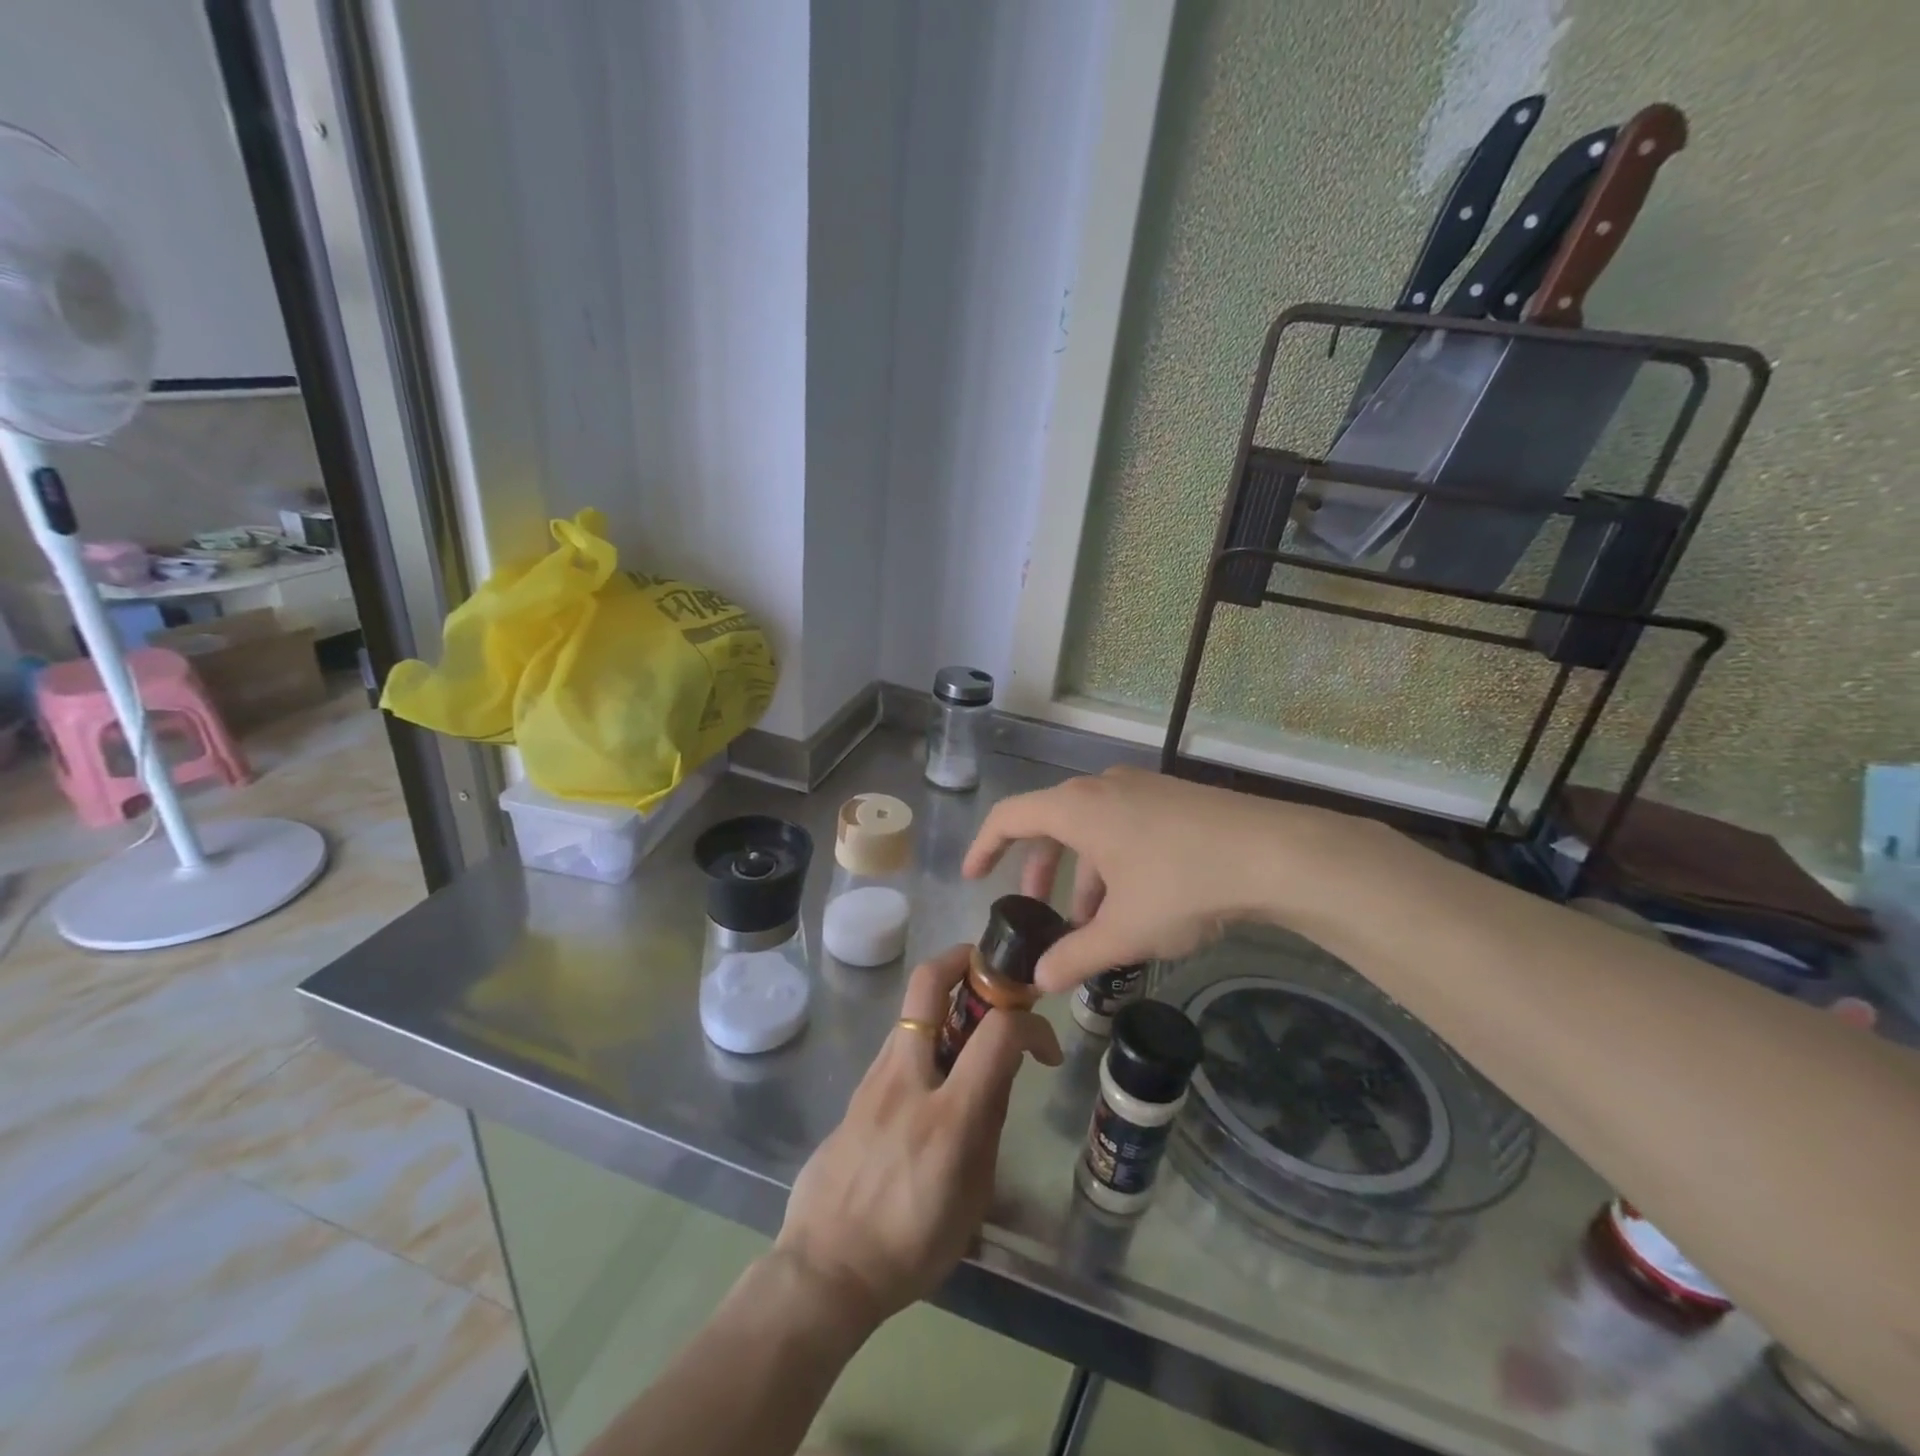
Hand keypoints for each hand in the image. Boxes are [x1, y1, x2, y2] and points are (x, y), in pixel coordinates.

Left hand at [773, 945, 1061, 1326]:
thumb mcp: (973, 1194)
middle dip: (964, 958)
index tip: (1045, 1047)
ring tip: (970, 1032)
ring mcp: (874, 1078)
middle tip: (990, 971)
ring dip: (945, 1002)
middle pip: (928, 983)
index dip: (1031, 1024)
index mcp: (948, 1115)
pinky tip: (935, 1076)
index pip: (998, 1033)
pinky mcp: (856, 1090)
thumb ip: (989, 1122)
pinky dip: (924, 1039)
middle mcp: (908, 1078)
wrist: (826, 1269)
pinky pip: (896, 1045)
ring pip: (910, 1010)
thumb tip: (1002, 1070)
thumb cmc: (912, 1246)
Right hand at [963, 766, 1370, 991]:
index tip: (973, 877)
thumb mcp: (1123, 930)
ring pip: (1092, 829)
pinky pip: (1124, 826)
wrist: (1275, 853)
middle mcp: (1102, 787)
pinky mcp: (1174, 799)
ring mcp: (1142, 789)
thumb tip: (1039, 981)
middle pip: (1052, 822)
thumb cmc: (1181, 885)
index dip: (984, 846)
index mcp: (1077, 807)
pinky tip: (1136, 902)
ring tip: (1093, 922)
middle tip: (1038, 909)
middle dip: (1039, 869)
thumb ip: (1074, 956)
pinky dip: (1113, 862)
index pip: (1009, 816)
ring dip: (1082, 873)